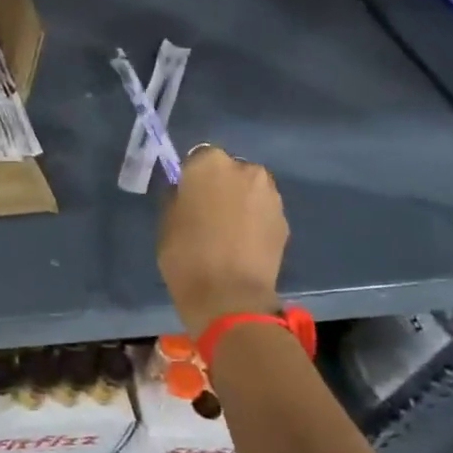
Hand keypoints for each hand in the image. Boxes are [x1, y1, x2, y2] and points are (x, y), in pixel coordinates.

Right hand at [157, 146, 287, 333]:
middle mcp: (244, 169)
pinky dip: (254, 220)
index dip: (191, 176)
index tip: (186, 195)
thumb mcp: (167, 221)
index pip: (198, 157)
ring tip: (226, 229)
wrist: (230, 296)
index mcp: (209, 164)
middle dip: (220, 185)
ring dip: (240, 201)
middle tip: (207, 211)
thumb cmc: (186, 254)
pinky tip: (242, 242)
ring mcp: (270, 194)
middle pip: (229, 169)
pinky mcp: (285, 220)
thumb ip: (179, 198)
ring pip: (249, 189)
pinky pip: (263, 211)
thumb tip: (186, 193)